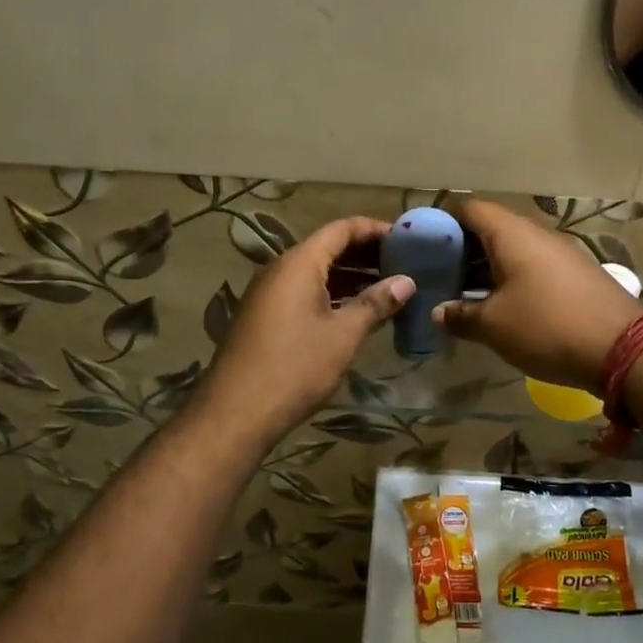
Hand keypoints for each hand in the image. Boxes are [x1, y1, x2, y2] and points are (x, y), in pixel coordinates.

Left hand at [201, 217, 415, 444]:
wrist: (235, 413)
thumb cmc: (295, 367)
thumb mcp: (343, 335)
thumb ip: (375, 304)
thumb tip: (406, 282)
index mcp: (299, 263)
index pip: (342, 229)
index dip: (375, 229)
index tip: (407, 240)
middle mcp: (280, 270)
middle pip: (328, 248)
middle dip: (366, 254)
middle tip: (404, 265)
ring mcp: (269, 294)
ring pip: (316, 273)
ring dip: (351, 277)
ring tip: (388, 289)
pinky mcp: (265, 317)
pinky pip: (304, 293)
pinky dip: (333, 295)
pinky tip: (356, 314)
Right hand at [433, 200, 642, 392]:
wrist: (623, 348)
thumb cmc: (547, 327)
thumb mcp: (493, 326)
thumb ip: (460, 315)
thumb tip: (438, 312)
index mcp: (512, 234)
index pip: (470, 209)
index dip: (444, 222)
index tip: (424, 245)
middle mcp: (537, 234)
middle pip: (492, 229)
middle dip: (463, 249)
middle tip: (440, 274)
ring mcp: (561, 253)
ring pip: (514, 250)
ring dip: (488, 267)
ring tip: (465, 293)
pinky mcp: (577, 274)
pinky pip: (534, 266)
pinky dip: (513, 278)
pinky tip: (503, 306)